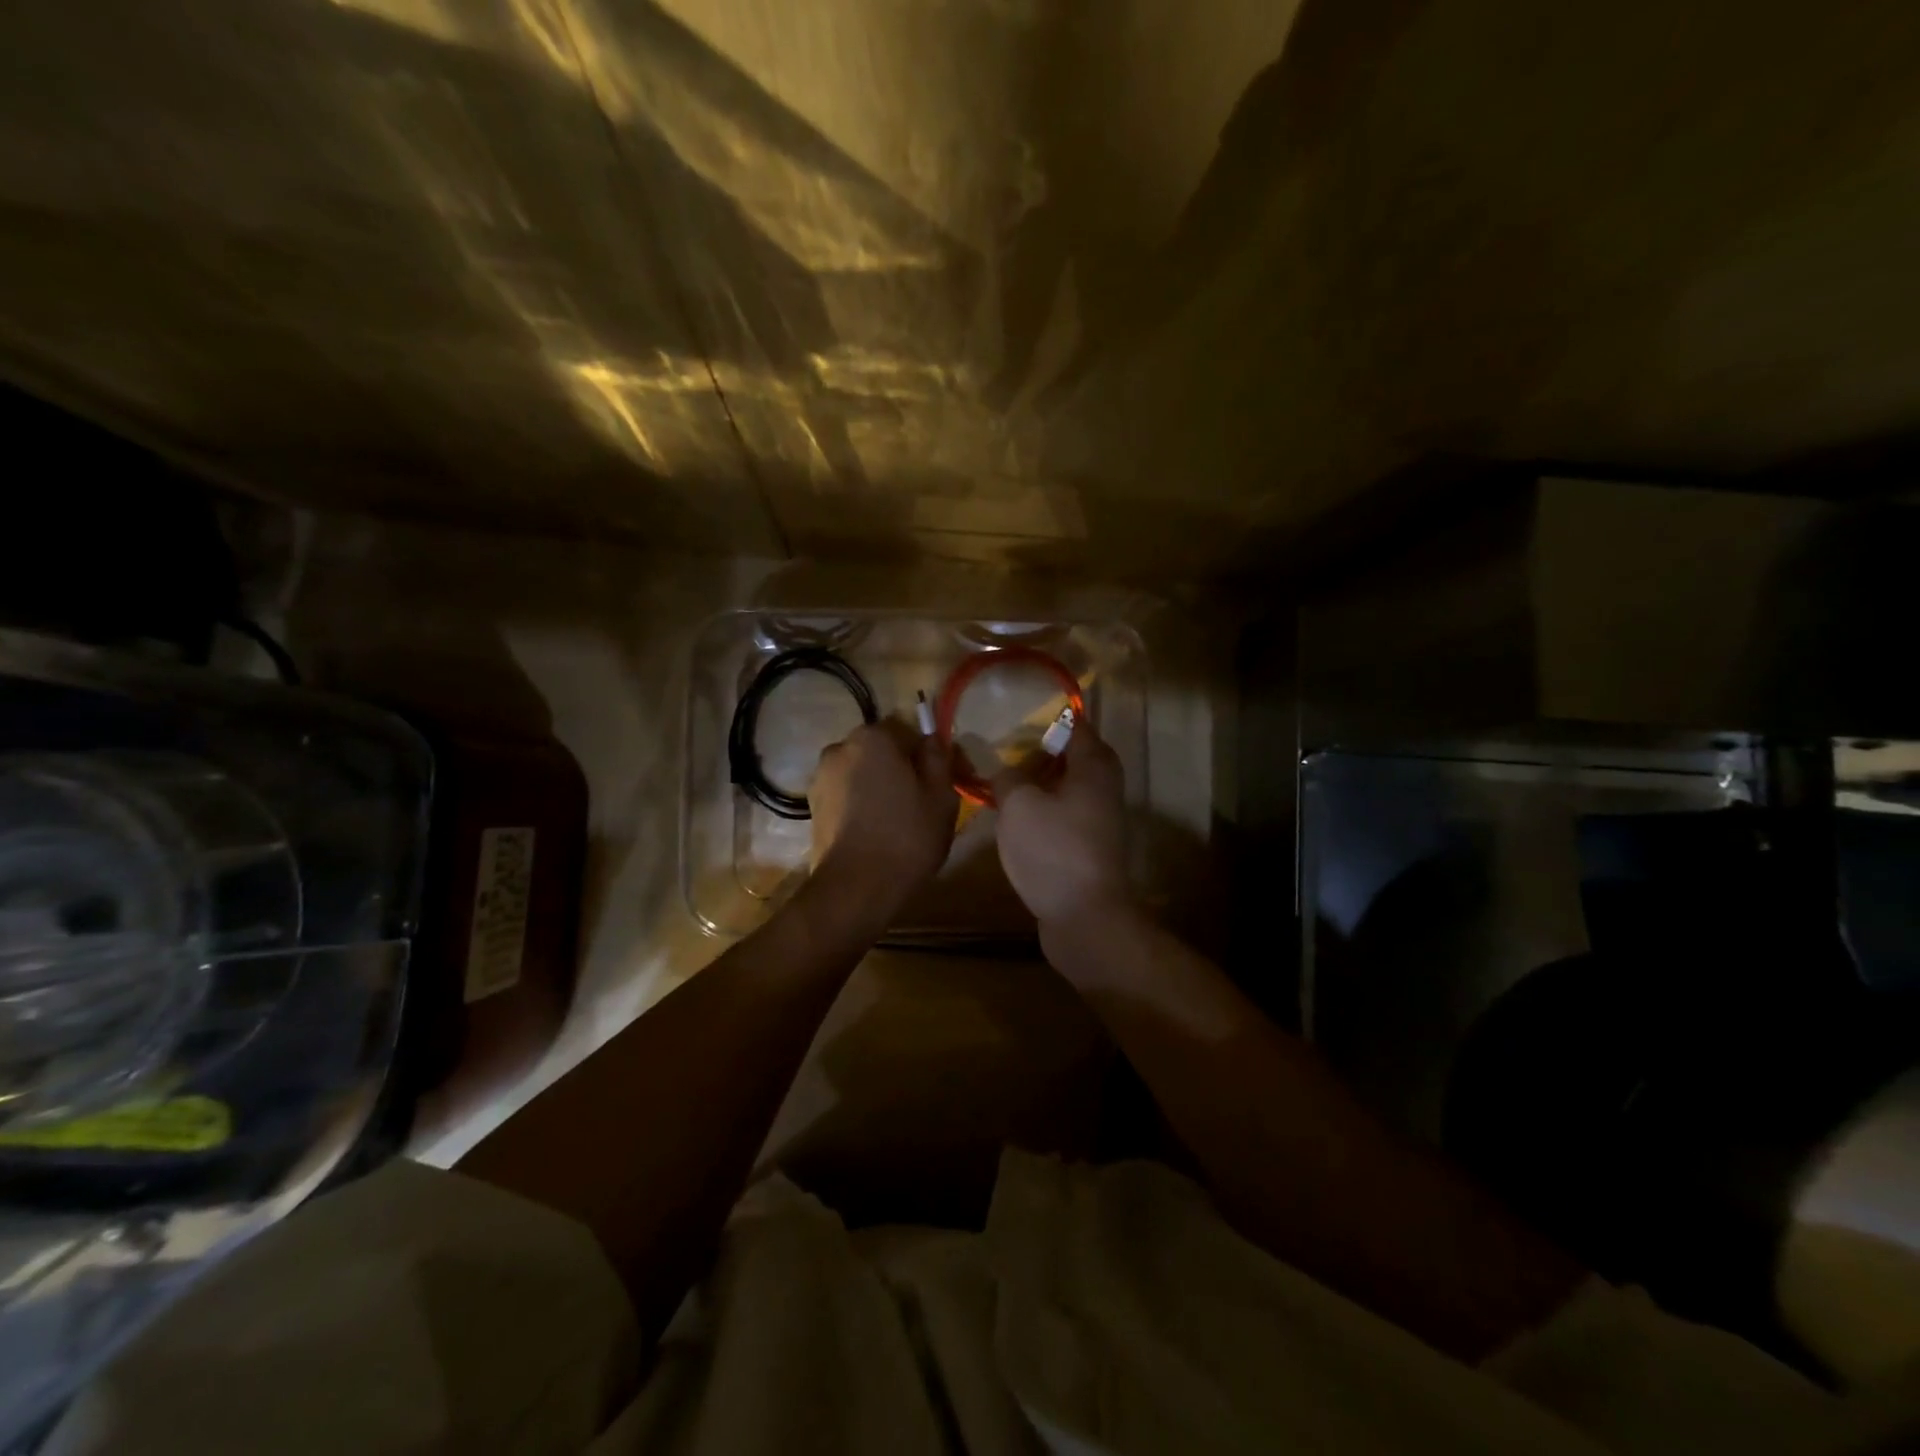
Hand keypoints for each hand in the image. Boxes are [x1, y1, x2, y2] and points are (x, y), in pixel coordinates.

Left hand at [809, 719, 957, 911]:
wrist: (855, 888)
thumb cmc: (907, 836)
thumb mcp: (941, 795)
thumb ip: (938, 758)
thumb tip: (931, 739)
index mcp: (872, 738)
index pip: (909, 731)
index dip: (931, 753)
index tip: (949, 778)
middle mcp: (840, 748)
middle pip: (882, 751)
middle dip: (904, 768)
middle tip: (927, 800)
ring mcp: (821, 778)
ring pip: (864, 773)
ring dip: (881, 786)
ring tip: (901, 820)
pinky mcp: (813, 807)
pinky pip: (848, 795)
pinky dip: (863, 805)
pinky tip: (878, 831)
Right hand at [992, 722, 1130, 929]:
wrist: (1084, 917)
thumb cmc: (1053, 849)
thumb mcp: (1018, 805)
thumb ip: (1005, 777)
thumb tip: (1000, 767)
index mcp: (1093, 766)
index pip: (1076, 725)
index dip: (1049, 716)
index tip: (1017, 713)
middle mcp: (1103, 787)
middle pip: (1073, 756)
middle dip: (1040, 751)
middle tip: (1004, 748)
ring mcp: (1099, 819)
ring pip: (1067, 787)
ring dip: (1039, 782)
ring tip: (1002, 780)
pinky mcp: (1088, 846)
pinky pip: (1064, 814)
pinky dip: (1043, 809)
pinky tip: (1015, 817)